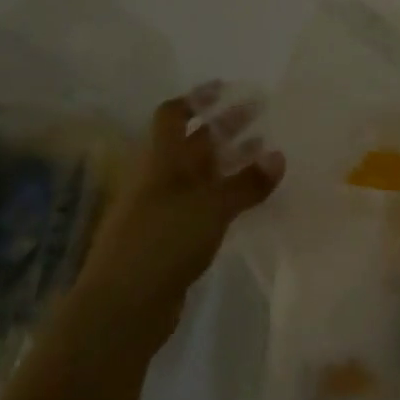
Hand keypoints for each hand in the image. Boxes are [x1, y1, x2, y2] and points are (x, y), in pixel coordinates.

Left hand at [80, 89, 284, 325]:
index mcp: (160, 161)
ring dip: (229, 162)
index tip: (227, 89)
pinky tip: (249, 200)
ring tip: (266, 155)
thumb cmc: (162, 243)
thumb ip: (246, 183)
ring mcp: (163, 211)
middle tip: (262, 116)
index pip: (172, 115)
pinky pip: (203, 206)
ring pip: (200, 176)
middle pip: (192, 143)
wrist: (120, 310)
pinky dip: (226, 196)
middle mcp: (159, 179)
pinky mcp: (171, 240)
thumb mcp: (210, 208)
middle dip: (225, 127)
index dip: (197, 99)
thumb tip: (278, 155)